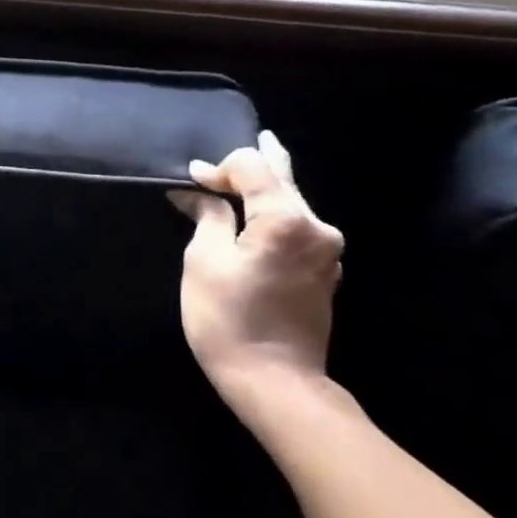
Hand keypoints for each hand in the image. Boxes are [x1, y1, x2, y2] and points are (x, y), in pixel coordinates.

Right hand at [170, 130, 355, 428]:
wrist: (274, 380)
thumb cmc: (229, 318)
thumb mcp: (204, 261)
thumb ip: (208, 217)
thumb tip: (198, 194)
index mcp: (287, 220)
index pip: (254, 168)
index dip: (219, 168)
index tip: (190, 180)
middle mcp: (317, 228)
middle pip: (284, 180)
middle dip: (257, 164)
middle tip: (257, 137)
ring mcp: (326, 253)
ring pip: (293, 205)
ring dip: (267, 191)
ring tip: (251, 175)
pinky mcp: (323, 274)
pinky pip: (297, 230)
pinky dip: (276, 216)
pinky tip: (262, 216)